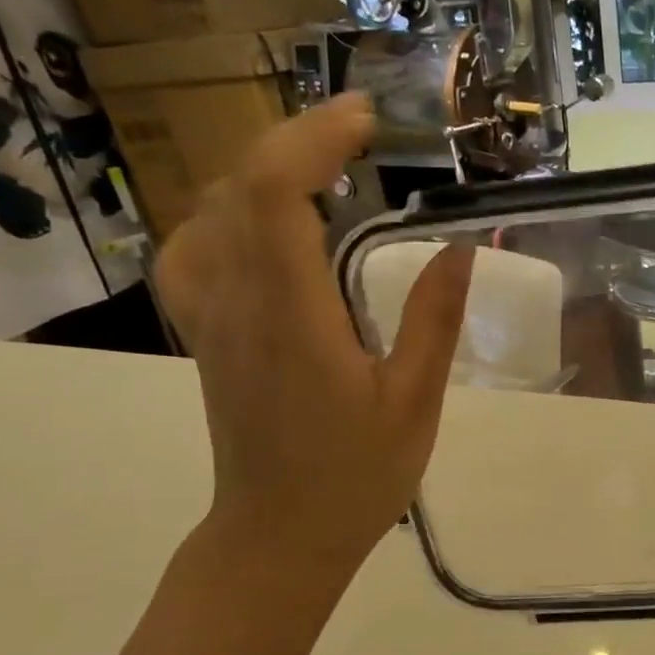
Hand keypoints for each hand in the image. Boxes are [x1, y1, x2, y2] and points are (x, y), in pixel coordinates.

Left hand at [154, 94, 472, 574]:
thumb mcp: (414, 402)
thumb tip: (458, 247)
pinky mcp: (205, 333)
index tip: (366, 120)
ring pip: (213, 209)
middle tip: (361, 136)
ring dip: (264, 170)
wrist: (279, 534)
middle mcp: (237, 301)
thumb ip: (433, 320)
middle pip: (241, 185)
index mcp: (293, 316)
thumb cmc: (356, 475)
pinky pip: (195, 247)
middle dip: (297, 141)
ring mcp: (210, 316)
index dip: (314, 139)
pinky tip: (264, 226)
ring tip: (323, 168)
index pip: (278, 193)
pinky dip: (228, 212)